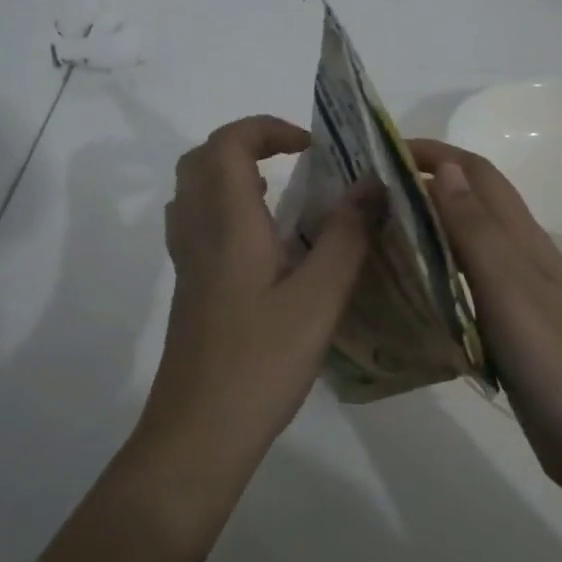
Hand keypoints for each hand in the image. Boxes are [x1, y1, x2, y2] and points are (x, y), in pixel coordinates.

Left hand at [146, 115, 373, 446]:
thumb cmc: (261, 362)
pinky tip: (264, 243)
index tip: (312, 147)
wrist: (199, 432)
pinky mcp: (189, 289)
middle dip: (247, 144)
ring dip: (232, 174)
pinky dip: (226, 208)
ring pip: (194, 191)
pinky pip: (197, 223)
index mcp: (228, 223)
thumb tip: (373, 183)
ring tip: (282, 192)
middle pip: (202, 159)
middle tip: (295, 161)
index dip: (267, 129)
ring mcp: (187, 262)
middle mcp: (198, 232)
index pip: (228, 143)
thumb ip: (347, 236)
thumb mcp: (319, 298)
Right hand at [408, 140, 561, 501]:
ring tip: (378, 234)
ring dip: (429, 227)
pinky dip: (436, 275)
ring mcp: (518, 297)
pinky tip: (410, 292)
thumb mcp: (511, 290)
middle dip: (426, 184)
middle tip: (369, 193)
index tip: (383, 149)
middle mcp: (521, 260)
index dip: (435, 153)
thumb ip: (477, 231)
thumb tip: (447, 168)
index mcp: (523, 241)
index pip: (478, 175)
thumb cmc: (558, 362)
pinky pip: (466, 288)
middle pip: (473, 204)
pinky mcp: (511, 332)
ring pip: (468, 245)